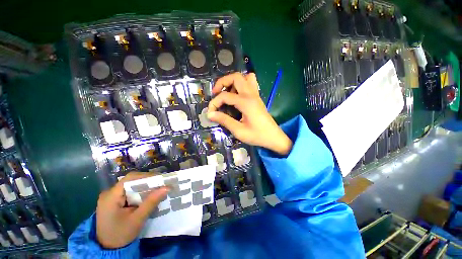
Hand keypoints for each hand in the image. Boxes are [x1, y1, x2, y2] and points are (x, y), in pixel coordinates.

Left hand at [96, 172, 168, 248]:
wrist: (109, 248)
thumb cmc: (121, 234)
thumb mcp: (138, 219)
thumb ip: (151, 202)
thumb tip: (167, 187)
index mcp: (110, 196)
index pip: (130, 179)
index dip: (146, 176)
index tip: (160, 179)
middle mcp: (109, 193)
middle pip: (130, 181)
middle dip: (147, 181)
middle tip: (161, 184)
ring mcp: (110, 196)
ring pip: (131, 185)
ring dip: (144, 186)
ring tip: (157, 188)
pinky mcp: (113, 200)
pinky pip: (129, 191)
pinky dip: (139, 192)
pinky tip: (147, 195)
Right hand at [208, 73, 291, 154]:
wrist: (273, 137)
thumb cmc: (257, 136)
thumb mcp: (239, 131)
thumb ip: (224, 120)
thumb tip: (210, 114)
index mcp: (245, 102)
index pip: (224, 96)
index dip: (214, 103)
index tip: (210, 113)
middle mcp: (251, 94)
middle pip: (235, 77)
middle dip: (222, 82)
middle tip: (216, 93)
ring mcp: (255, 95)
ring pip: (244, 77)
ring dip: (233, 81)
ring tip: (227, 93)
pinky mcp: (257, 98)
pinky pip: (250, 83)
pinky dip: (241, 84)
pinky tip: (237, 95)